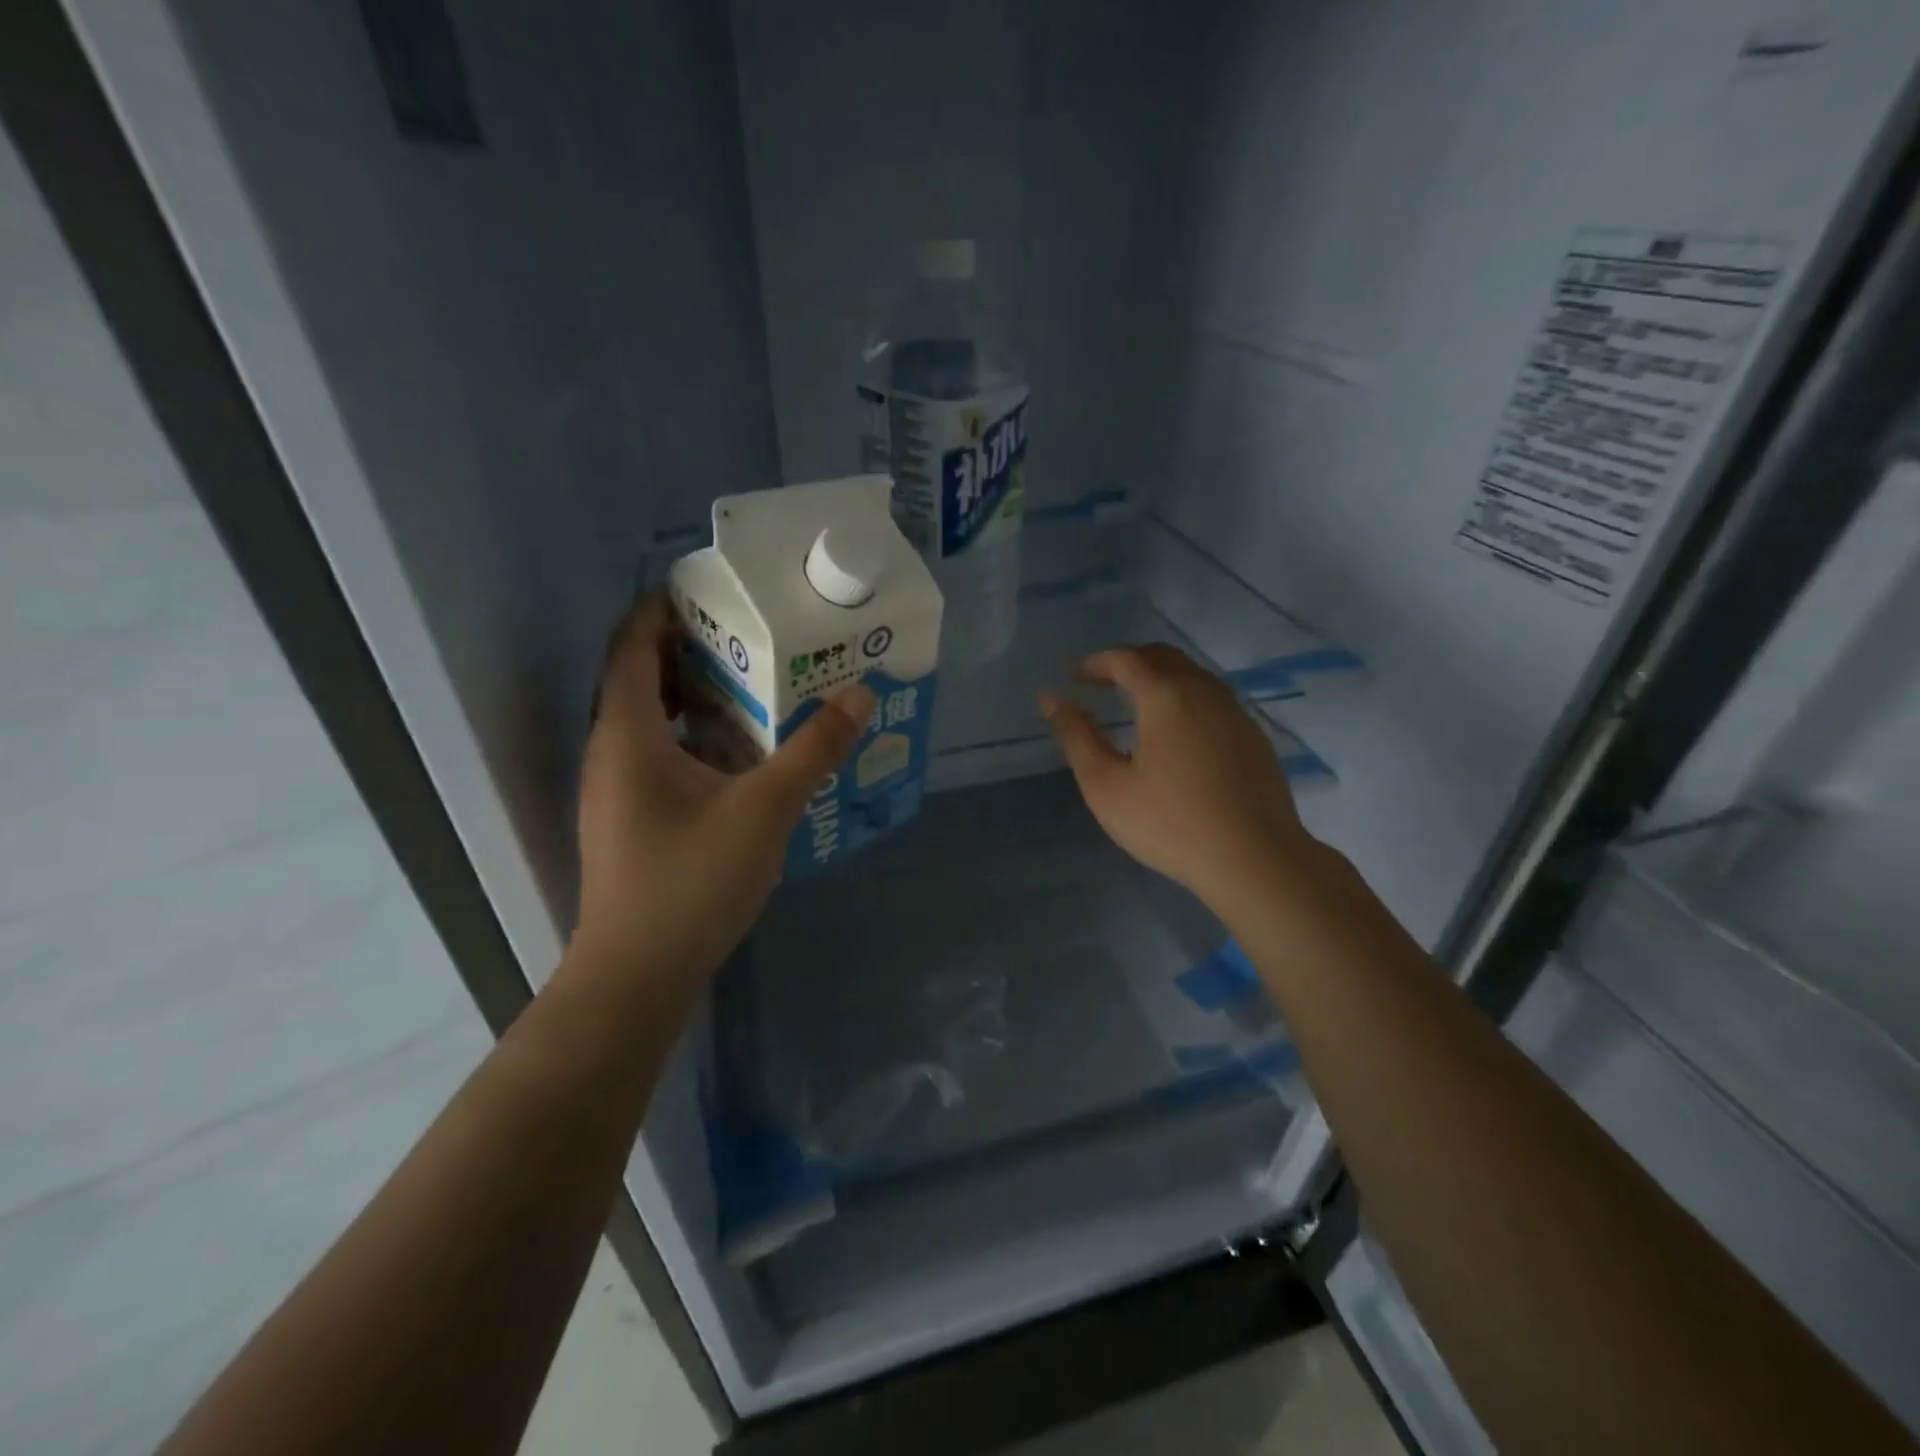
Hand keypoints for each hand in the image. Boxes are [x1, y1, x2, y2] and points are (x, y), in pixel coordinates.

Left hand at [573, 595, 872, 979]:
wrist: (637, 975)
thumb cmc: (690, 883)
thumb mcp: (763, 810)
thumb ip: (813, 750)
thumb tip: (859, 693)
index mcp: (628, 733)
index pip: (632, 644)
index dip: (664, 607)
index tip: (716, 589)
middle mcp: (613, 750)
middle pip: (644, 676)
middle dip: (695, 648)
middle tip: (757, 633)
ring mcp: (620, 787)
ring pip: (655, 718)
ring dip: (699, 694)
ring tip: (760, 682)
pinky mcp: (635, 816)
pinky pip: (663, 752)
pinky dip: (699, 735)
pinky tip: (747, 751)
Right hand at [1040, 644, 1315, 909]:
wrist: (1255, 858)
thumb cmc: (1170, 823)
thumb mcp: (1106, 785)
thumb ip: (1076, 737)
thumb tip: (1051, 699)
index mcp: (1166, 696)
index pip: (1125, 659)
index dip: (1095, 662)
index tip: (1073, 677)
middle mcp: (1204, 691)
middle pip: (1162, 656)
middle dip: (1127, 663)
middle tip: (1101, 684)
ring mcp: (1235, 712)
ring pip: (1192, 675)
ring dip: (1159, 678)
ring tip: (1134, 705)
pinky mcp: (1253, 736)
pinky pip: (1212, 698)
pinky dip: (1184, 698)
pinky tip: (1176, 733)